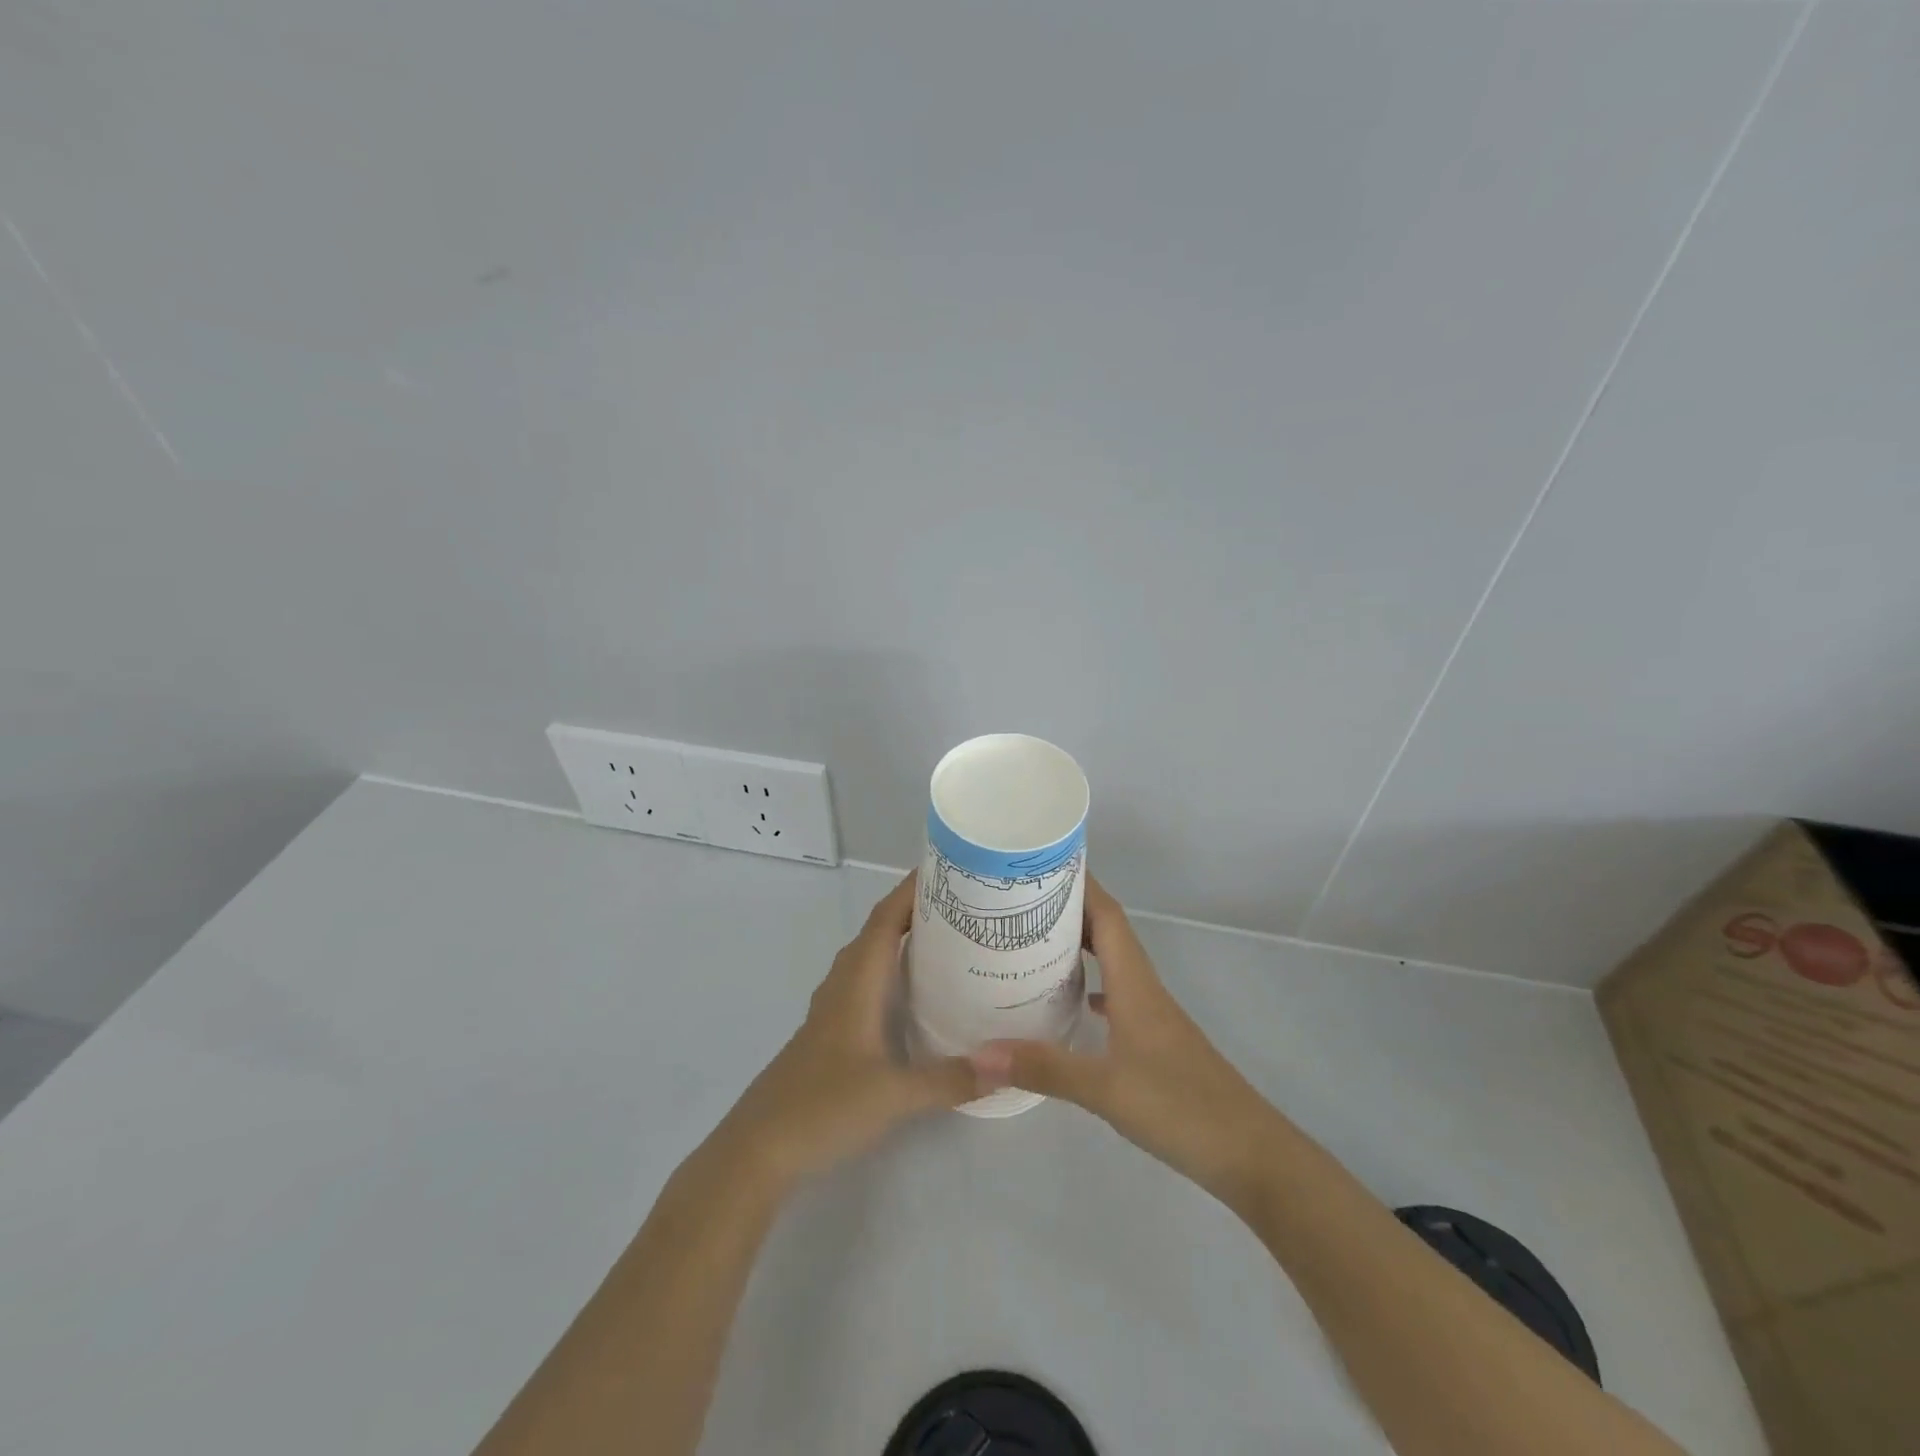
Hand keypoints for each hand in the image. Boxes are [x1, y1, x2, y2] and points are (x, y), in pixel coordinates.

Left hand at [710, 872, 980, 1190]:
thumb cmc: (823, 1106)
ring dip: (905, 937)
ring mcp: (835, 1005)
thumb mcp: (894, 1095)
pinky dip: (894, 968)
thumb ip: (951, 1079)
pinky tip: (920, 990)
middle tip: (967, 902)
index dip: (913, 888)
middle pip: (881, 928)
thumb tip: (1007, 1066)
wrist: (759, 1148)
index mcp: (857, 979)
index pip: (886, 917)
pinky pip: (868, 979)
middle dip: (919, 908)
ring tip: (952, 936)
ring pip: (873, 954)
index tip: (951, 868)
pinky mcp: (833, 1029)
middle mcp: (844, 982)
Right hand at [971, 875, 1282, 1206]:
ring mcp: (1152, 1014)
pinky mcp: (1154, 1041)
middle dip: (1069, 909)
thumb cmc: (1180, 1107)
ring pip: (1112, 962)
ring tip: (1035, 942)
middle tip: (1020, 901)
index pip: (1107, 915)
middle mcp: (1144, 988)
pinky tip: (1073, 1002)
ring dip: (1080, 945)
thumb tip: (980, 1052)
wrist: (1248, 1153)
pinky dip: (1093, 984)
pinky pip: (1117, 995)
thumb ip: (1044, 1068)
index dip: (1079, 884)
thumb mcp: (1105, 1089)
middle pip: (1107, 931)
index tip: (1041, 863)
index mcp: (1135, 983)